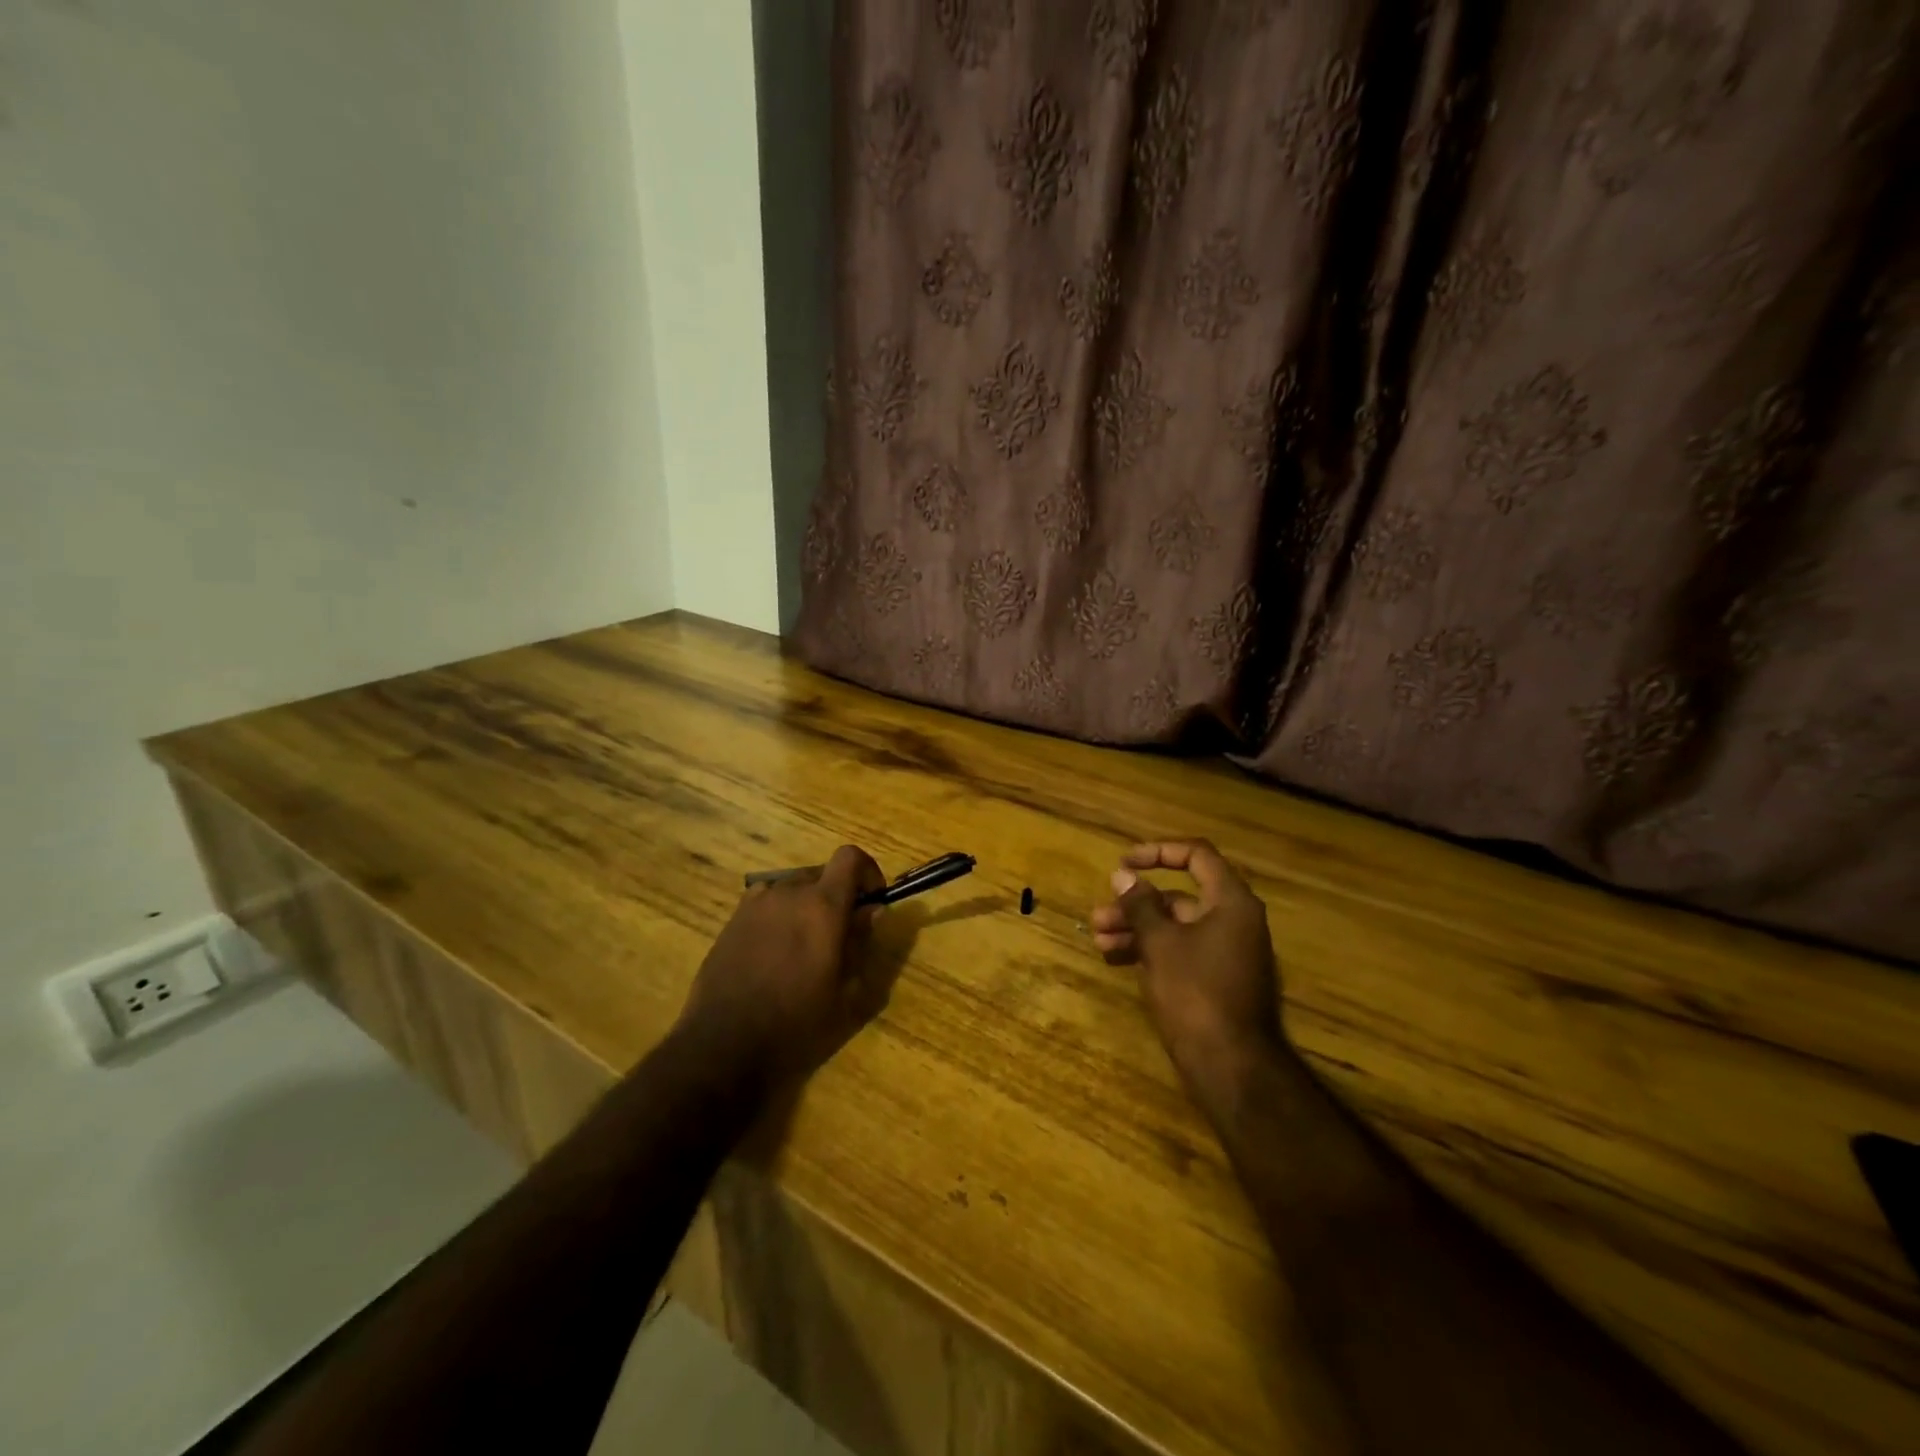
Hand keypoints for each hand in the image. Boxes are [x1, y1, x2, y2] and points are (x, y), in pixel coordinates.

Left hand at [675, 845, 887, 1088]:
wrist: (724, 1046)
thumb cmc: (796, 1024)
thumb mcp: (845, 992)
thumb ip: (861, 943)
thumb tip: (871, 911)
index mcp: (822, 906)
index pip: (850, 857)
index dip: (867, 871)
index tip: (872, 899)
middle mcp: (788, 892)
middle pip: (822, 872)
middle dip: (838, 892)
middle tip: (842, 931)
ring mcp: (755, 904)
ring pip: (792, 887)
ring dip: (807, 903)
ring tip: (806, 943)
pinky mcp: (732, 920)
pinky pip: (766, 902)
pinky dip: (780, 913)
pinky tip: (775, 949)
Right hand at [1089, 839, 1284, 1100]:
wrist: (1231, 1065)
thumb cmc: (1195, 991)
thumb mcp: (1160, 942)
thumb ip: (1140, 904)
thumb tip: (1123, 875)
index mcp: (1230, 902)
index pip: (1196, 855)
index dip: (1157, 852)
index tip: (1124, 864)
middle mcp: (1233, 920)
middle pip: (1179, 896)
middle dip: (1135, 903)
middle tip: (1100, 914)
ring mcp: (1226, 952)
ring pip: (1174, 926)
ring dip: (1136, 928)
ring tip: (1099, 940)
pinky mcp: (1216, 979)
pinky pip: (1180, 950)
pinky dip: (1151, 950)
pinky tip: (1117, 959)